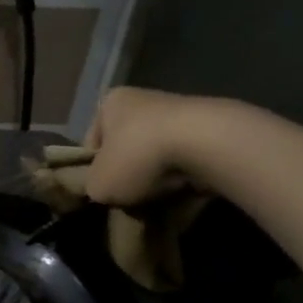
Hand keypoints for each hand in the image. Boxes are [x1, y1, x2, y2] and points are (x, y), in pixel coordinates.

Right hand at [82, 87, 226, 208]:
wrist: (207, 144)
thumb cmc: (138, 156)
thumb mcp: (98, 184)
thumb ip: (92, 186)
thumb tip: (103, 190)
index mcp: (111, 103)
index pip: (92, 143)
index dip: (94, 172)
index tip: (103, 193)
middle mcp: (144, 100)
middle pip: (127, 149)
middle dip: (130, 176)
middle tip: (130, 201)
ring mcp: (180, 112)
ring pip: (158, 156)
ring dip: (158, 179)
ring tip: (159, 202)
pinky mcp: (211, 129)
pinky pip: (188, 161)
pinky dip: (185, 179)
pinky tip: (185, 195)